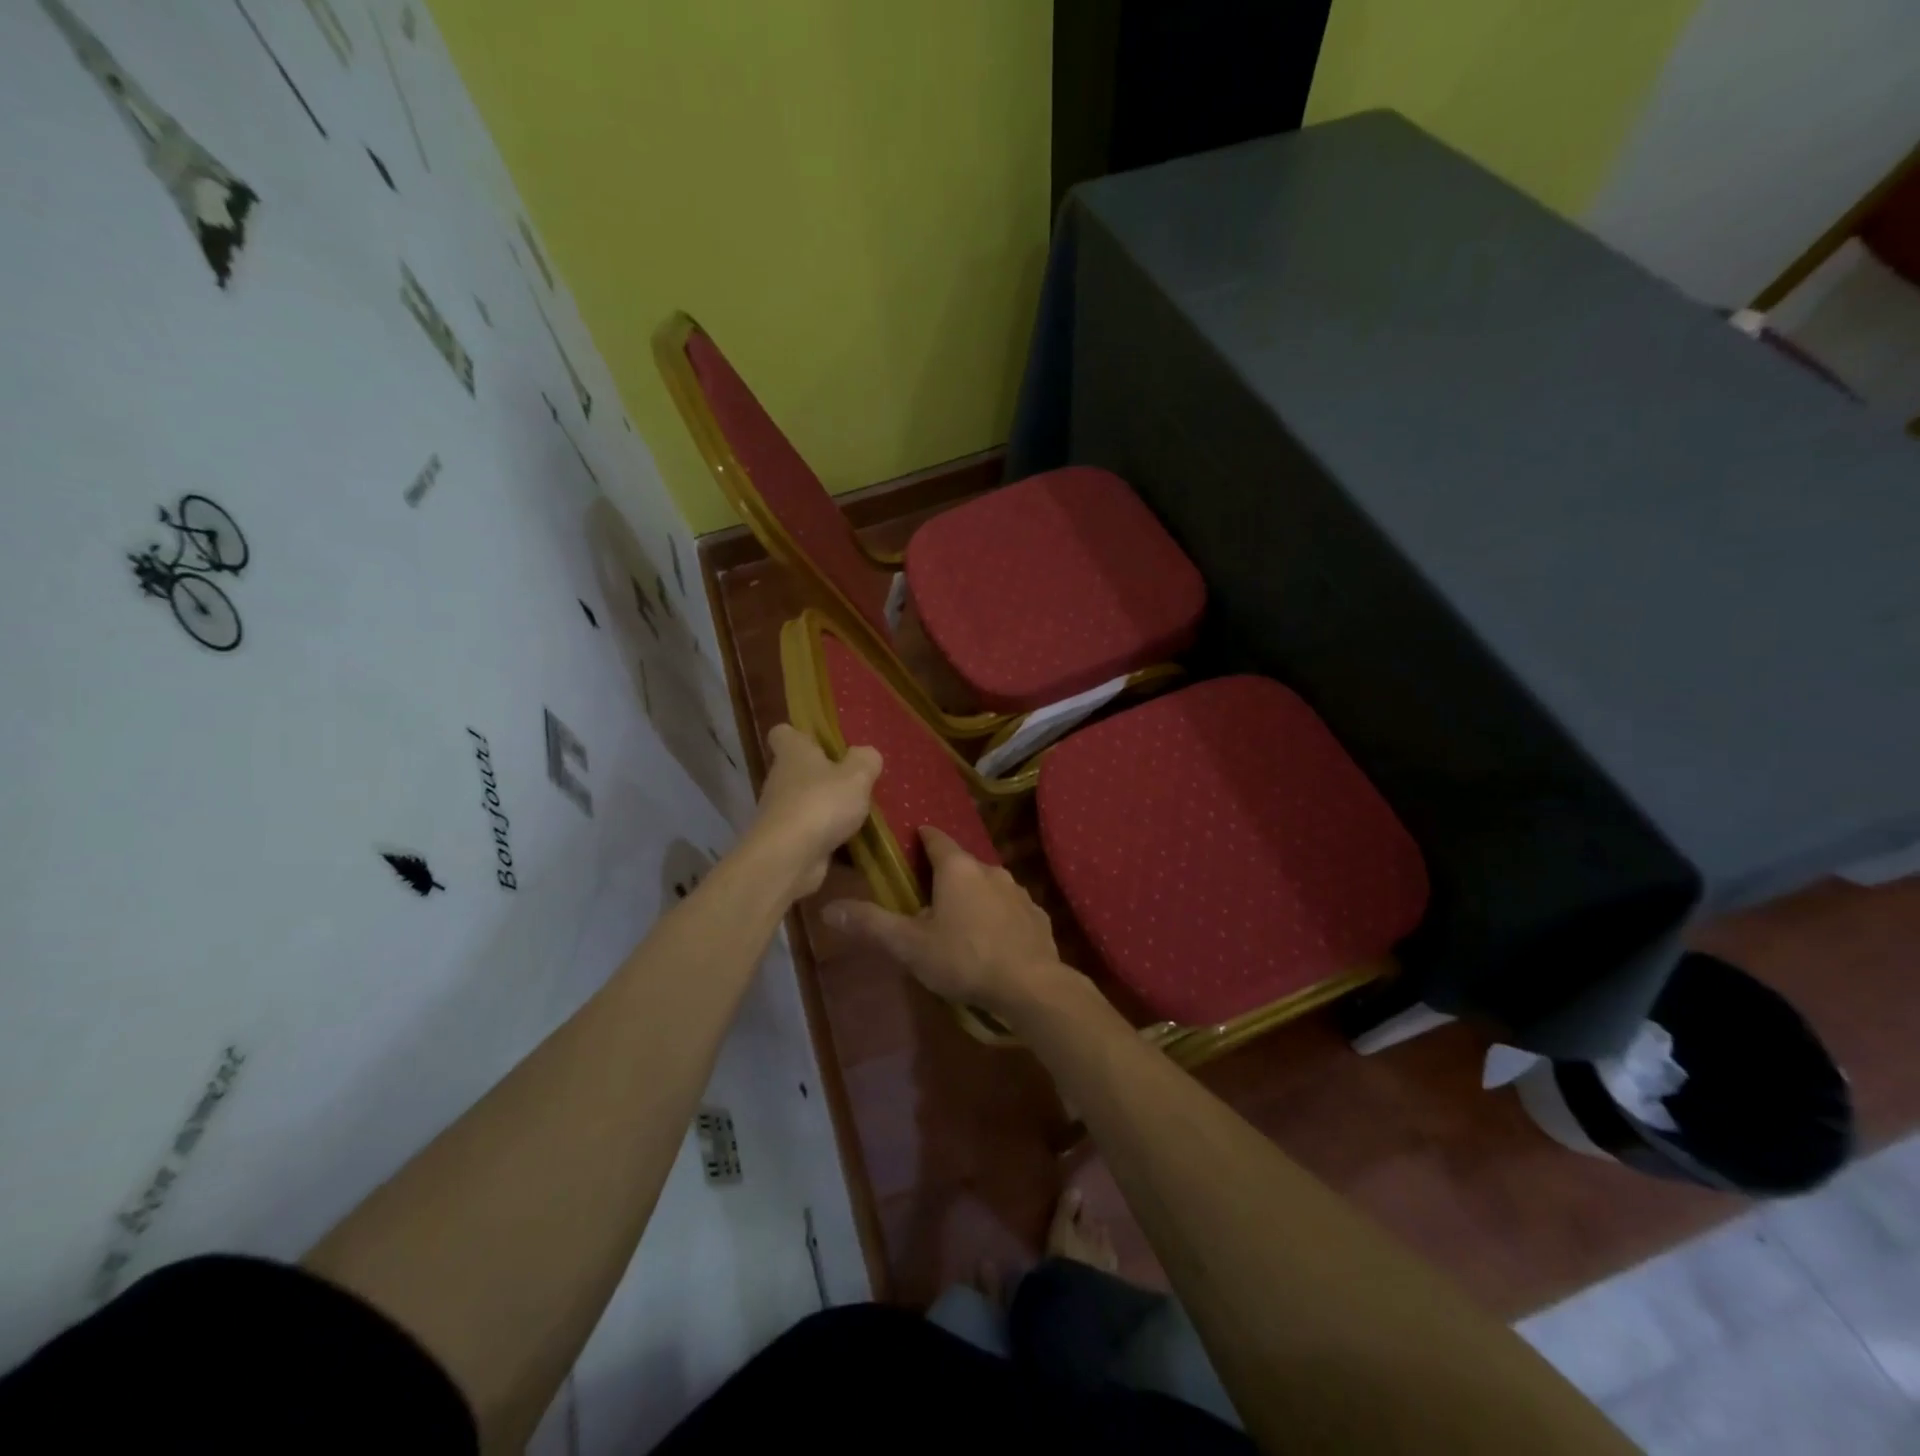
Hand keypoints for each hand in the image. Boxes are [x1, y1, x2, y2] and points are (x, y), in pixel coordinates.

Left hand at [747, 724, 880, 898]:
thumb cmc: (822, 803)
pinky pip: (808, 831)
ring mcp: (780, 812)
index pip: (783, 733)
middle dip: (822, 774)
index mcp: (793, 753)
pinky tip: (850, 840)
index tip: (822, 742)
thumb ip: (866, 760)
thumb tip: (866, 754)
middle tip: (854, 780)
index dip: (800, 735)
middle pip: (797, 769)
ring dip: (825, 806)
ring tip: (857, 812)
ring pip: (804, 801)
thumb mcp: (857, 775)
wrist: (789, 858)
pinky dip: (825, 834)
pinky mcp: (785, 840)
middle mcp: (780, 779)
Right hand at [824, 826, 1074, 1017]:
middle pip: (962, 864)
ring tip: (959, 920)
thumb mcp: (910, 945)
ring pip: (988, 885)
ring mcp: (1019, 892)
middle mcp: (990, 870)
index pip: (936, 839)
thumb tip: (828, 908)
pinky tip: (992, 940)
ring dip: (973, 896)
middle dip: (945, 875)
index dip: (923, 837)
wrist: (1032, 986)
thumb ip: (871, 924)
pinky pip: (1010, 908)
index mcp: (957, 869)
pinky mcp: (1037, 915)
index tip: (913, 839)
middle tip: (927, 895)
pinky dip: (998, 917)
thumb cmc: (964, 958)